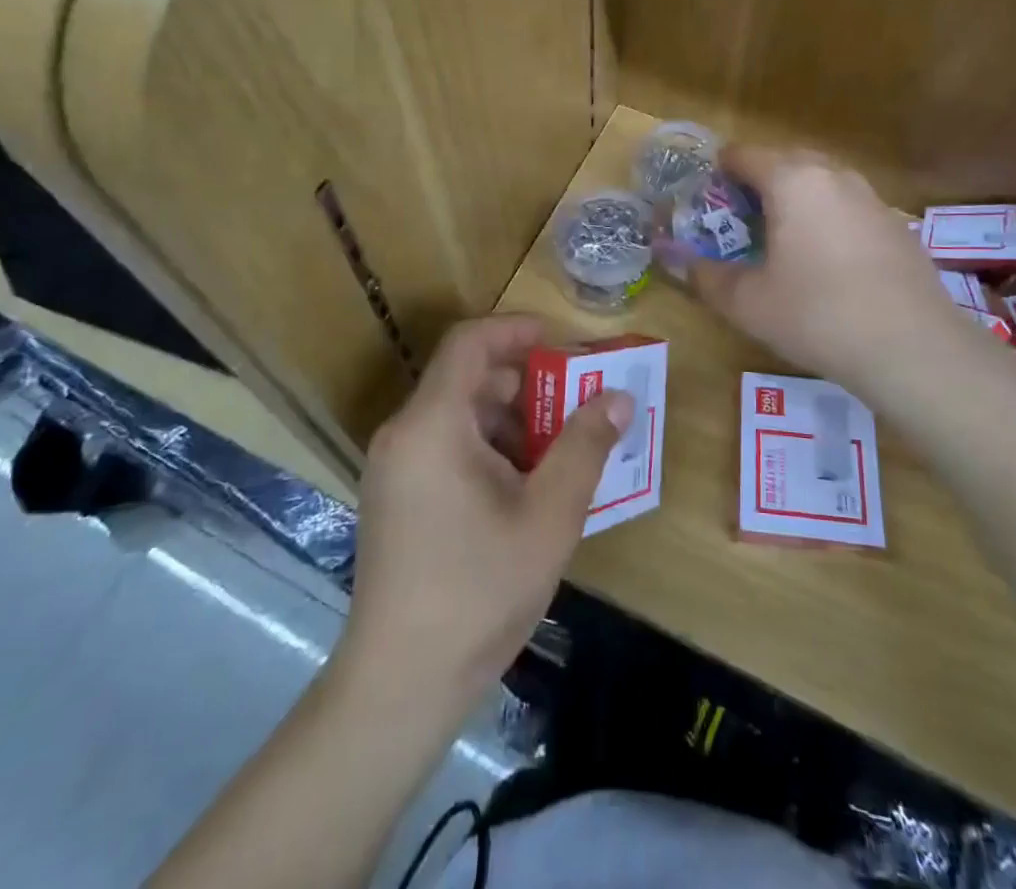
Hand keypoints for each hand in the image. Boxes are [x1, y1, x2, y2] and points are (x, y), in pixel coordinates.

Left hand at [336, 314, 630, 720]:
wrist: (400, 685)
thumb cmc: (478, 591)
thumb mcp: (549, 515)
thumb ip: (586, 446)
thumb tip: (619, 396)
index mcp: (432, 423)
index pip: (470, 342)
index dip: (517, 330)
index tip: (565, 344)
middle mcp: (405, 433)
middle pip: (469, 379)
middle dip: (529, 383)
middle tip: (580, 402)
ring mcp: (396, 468)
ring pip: (462, 416)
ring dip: (514, 420)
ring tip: (564, 449)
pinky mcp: (398, 497)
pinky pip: (448, 447)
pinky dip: (491, 449)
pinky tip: (529, 487)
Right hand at [691, 146, 976, 398]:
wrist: (912, 347)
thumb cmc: (817, 315)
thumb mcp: (748, 303)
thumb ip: (708, 278)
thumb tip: (683, 264)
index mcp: (792, 181)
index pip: (744, 155)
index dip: (719, 170)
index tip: (706, 194)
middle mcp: (833, 176)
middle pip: (786, 160)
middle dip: (758, 180)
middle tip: (739, 216)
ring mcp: (871, 198)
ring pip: (822, 181)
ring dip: (796, 197)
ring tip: (781, 235)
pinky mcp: (896, 225)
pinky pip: (849, 207)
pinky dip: (828, 218)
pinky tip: (827, 260)